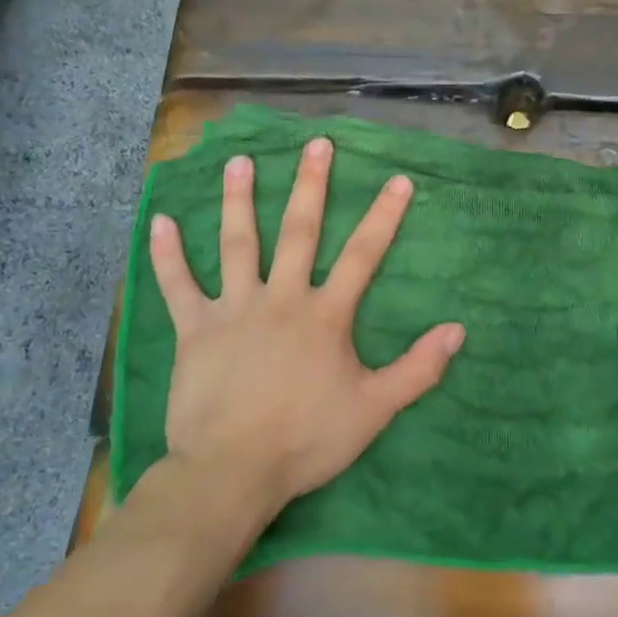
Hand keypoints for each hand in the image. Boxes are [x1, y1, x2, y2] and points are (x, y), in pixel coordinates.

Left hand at [147, 136, 464, 517]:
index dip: (383, 216)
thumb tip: (458, 330)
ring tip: (239, 161)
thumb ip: (417, 369)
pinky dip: (167, 254)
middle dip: (310, 185)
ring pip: (237, 244)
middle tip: (316, 144)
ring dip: (238, 200)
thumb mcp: (374, 409)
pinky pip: (178, 286)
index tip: (398, 179)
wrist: (232, 473)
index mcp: (324, 315)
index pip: (362, 255)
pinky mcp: (194, 329)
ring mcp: (234, 309)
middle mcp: (281, 298)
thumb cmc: (306, 439)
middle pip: (298, 231)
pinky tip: (159, 221)